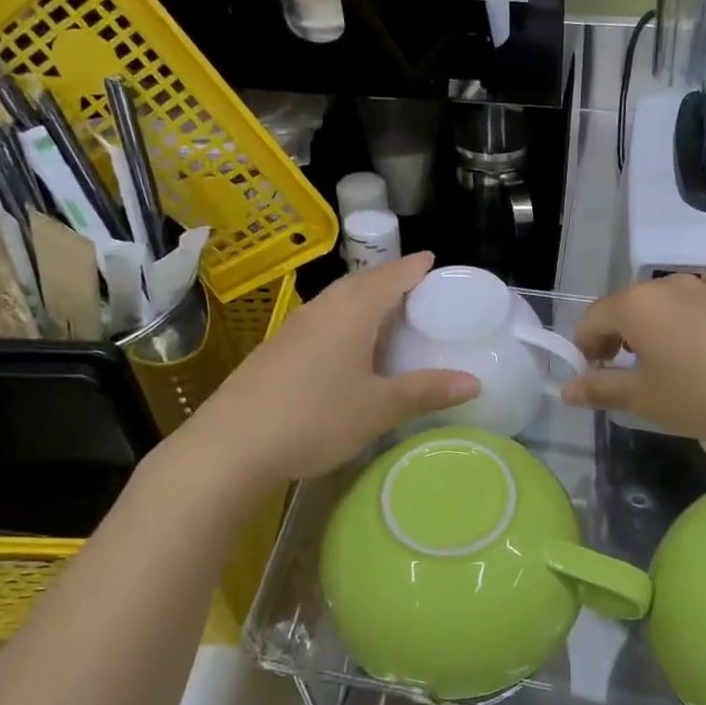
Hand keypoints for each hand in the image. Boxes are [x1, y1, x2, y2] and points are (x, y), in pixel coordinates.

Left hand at [176, 253, 477, 484]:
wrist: (230, 445)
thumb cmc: (315, 418)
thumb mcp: (378, 408)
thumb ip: (426, 391)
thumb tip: (474, 381)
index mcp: (352, 313)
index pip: (390, 277)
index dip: (414, 267)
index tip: (432, 259)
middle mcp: (322, 309)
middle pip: (361, 282)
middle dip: (389, 278)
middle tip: (414, 286)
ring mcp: (293, 327)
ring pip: (336, 299)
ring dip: (362, 297)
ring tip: (383, 311)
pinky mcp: (275, 348)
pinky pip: (319, 319)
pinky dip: (342, 318)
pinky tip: (344, 344)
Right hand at [561, 268, 705, 445]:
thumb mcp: (646, 401)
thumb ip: (601, 389)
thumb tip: (567, 388)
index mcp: (635, 306)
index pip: (592, 320)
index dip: (586, 349)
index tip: (597, 378)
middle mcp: (665, 284)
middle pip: (626, 307)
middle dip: (618, 338)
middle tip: (629, 375)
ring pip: (664, 300)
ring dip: (655, 325)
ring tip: (671, 360)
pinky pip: (704, 292)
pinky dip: (694, 308)